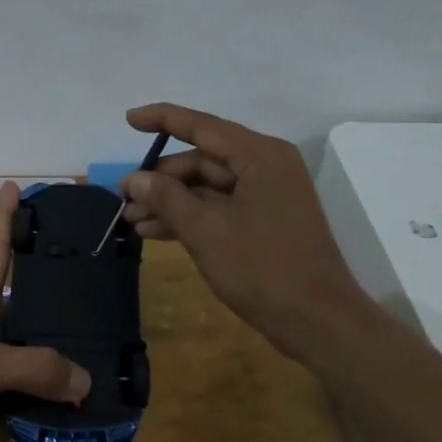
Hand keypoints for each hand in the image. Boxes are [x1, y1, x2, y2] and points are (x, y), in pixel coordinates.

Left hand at [0, 182, 90, 441]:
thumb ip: (35, 367)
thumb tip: (85, 383)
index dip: (4, 218)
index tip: (16, 187)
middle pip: (34, 308)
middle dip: (66, 297)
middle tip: (111, 283)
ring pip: (45, 360)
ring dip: (75, 360)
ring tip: (120, 347)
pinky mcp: (4, 412)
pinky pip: (43, 404)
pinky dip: (67, 407)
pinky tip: (101, 403)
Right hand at [120, 103, 378, 362]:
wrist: (318, 322)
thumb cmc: (263, 269)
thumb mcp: (206, 231)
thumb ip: (167, 199)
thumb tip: (134, 179)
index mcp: (260, 156)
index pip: (202, 126)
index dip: (162, 119)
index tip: (128, 119)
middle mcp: (265, 167)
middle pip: (202, 159)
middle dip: (160, 179)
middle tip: (123, 198)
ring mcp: (266, 197)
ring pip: (207, 187)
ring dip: (169, 202)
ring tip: (130, 219)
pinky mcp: (263, 223)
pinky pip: (218, 208)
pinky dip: (189, 218)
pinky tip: (154, 231)